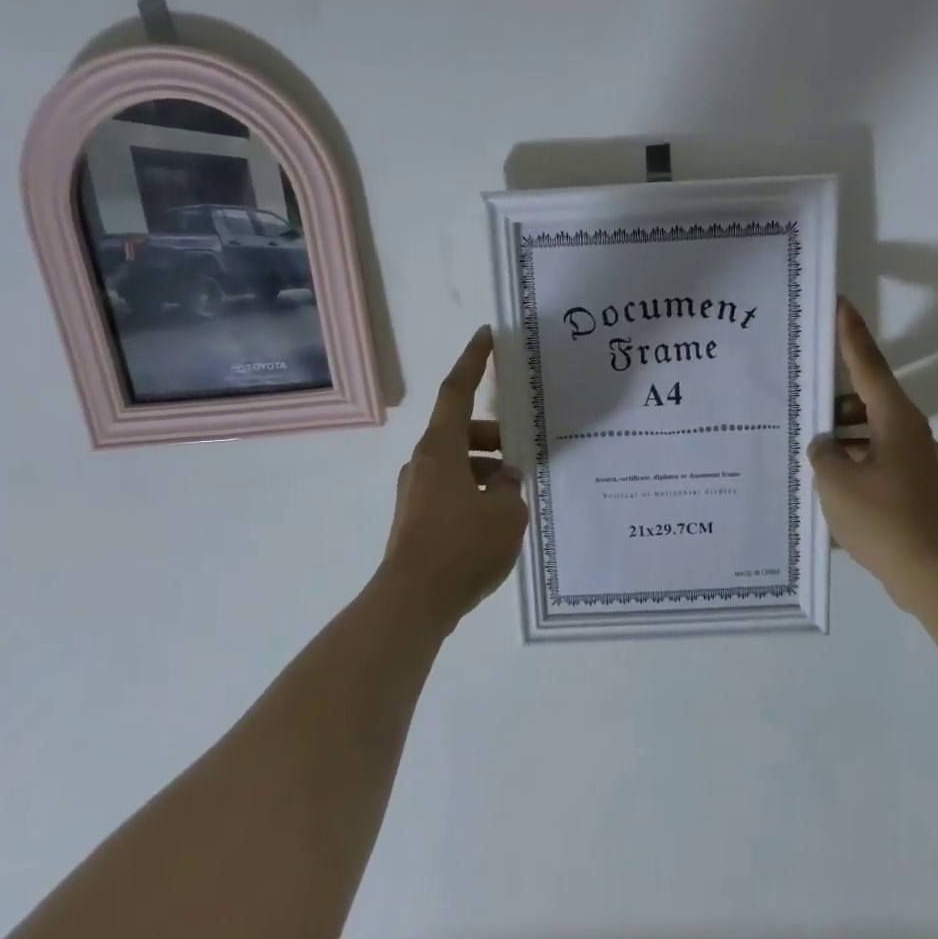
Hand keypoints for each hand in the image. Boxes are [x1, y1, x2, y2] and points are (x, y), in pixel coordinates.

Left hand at [378, 326, 528, 624]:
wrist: (413, 602)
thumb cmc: (462, 548)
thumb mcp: (506, 514)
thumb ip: (511, 488)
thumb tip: (504, 480)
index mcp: (441, 449)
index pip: (457, 390)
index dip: (473, 361)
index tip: (485, 335)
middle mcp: (423, 463)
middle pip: (461, 432)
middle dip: (494, 437)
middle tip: (524, 455)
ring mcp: (416, 492)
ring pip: (458, 464)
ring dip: (487, 470)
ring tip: (517, 498)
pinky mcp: (417, 518)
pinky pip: (452, 490)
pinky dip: (475, 492)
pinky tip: (498, 521)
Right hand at [809, 300, 937, 607]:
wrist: (933, 572)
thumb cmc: (885, 518)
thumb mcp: (837, 481)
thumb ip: (823, 453)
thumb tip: (825, 445)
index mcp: (895, 419)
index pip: (867, 364)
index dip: (851, 334)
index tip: (839, 304)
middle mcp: (906, 432)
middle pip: (865, 397)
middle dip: (831, 392)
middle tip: (797, 385)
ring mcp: (909, 460)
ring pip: (866, 429)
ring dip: (837, 430)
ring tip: (800, 436)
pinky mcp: (906, 486)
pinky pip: (870, 457)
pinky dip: (847, 457)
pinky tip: (820, 474)